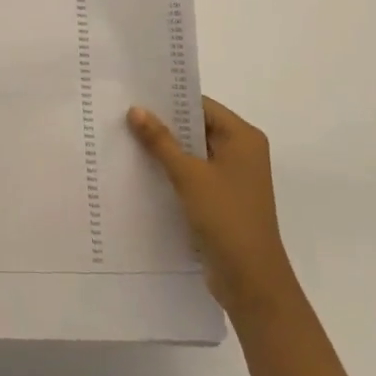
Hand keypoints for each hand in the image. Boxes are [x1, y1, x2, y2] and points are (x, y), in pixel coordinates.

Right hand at [128, 97, 295, 319]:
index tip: (135, 95)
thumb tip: (136, 109)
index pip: (202, 105)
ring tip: (126, 138)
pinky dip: (172, 170)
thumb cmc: (226, 218)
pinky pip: (194, 174)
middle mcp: (242, 152)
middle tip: (124, 114)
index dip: (170, 100)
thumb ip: (161, 141)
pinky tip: (142, 170)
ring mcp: (233, 177)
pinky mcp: (223, 199)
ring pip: (193, 152)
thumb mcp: (189, 175)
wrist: (251, 281)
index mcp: (243, 138)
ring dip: (165, 148)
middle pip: (197, 127)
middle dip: (164, 124)